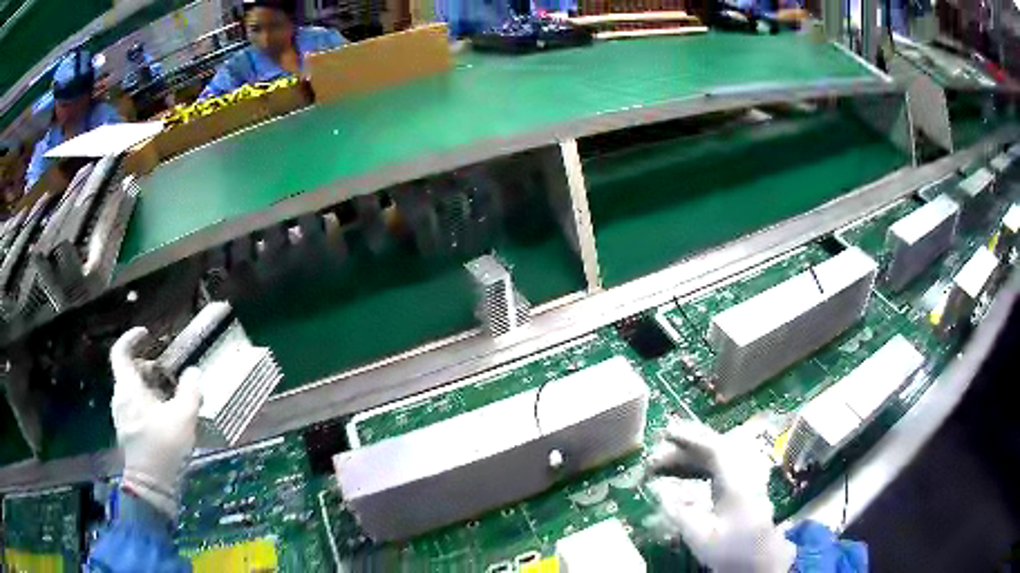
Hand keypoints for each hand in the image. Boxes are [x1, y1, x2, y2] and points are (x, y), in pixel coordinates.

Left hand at [110, 327, 201, 518]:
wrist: (152, 488)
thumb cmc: (164, 449)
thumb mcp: (183, 418)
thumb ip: (190, 392)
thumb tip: (193, 372)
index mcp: (128, 388)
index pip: (121, 351)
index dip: (132, 338)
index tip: (147, 334)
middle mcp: (120, 398)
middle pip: (129, 371)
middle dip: (148, 367)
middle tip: (168, 372)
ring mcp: (122, 417)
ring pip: (132, 390)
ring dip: (148, 386)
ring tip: (170, 396)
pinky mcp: (128, 433)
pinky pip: (134, 407)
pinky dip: (147, 403)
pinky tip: (165, 417)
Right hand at [644, 418, 795, 572]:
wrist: (758, 563)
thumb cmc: (730, 550)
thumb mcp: (701, 537)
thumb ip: (679, 512)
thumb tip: (658, 491)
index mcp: (737, 483)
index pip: (715, 449)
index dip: (691, 438)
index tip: (667, 432)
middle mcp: (744, 475)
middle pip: (717, 449)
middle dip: (687, 446)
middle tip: (659, 448)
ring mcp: (746, 480)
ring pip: (718, 458)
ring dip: (691, 457)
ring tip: (664, 463)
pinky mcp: (744, 489)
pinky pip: (720, 468)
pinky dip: (699, 467)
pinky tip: (682, 475)